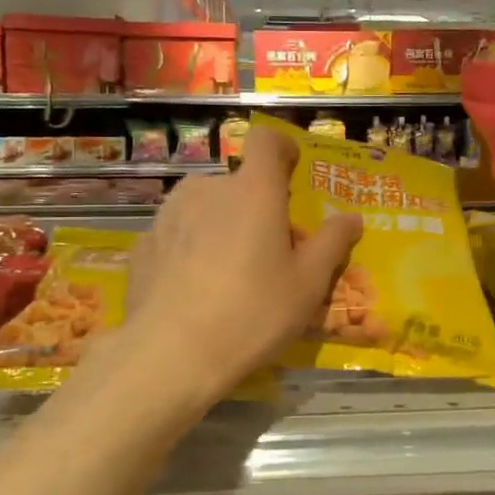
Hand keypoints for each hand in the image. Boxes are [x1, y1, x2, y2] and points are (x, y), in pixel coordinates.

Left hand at [127, 125, 361, 394]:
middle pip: (238, 183)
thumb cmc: (252, 313)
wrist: (169, 355)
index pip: (266, 139)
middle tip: (266, 251)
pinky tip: (194, 290)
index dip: (281, 148)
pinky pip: (178, 234)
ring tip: (227, 274)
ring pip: (205, 207)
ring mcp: (169, 214)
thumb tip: (351, 218)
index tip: (292, 172)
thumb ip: (332, 243)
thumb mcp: (307, 284)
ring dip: (220, 226)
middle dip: (254, 206)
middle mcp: (208, 188)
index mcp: (253, 190)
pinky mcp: (144, 243)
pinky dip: (190, 250)